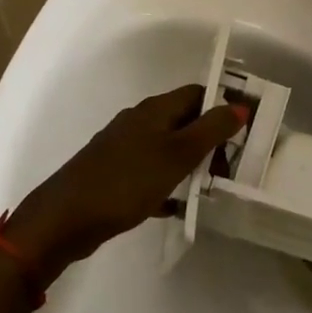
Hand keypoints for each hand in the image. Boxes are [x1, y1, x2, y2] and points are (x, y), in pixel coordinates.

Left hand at [6, 83, 243, 281]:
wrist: (65, 219)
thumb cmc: (126, 181)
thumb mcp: (177, 154)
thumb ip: (211, 129)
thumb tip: (240, 105)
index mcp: (154, 109)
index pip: (198, 94)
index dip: (223, 106)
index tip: (246, 130)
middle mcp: (138, 122)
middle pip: (184, 121)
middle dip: (211, 140)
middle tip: (231, 167)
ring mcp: (124, 149)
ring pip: (169, 149)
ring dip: (191, 165)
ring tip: (211, 189)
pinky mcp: (114, 175)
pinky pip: (151, 173)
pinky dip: (168, 185)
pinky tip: (177, 207)